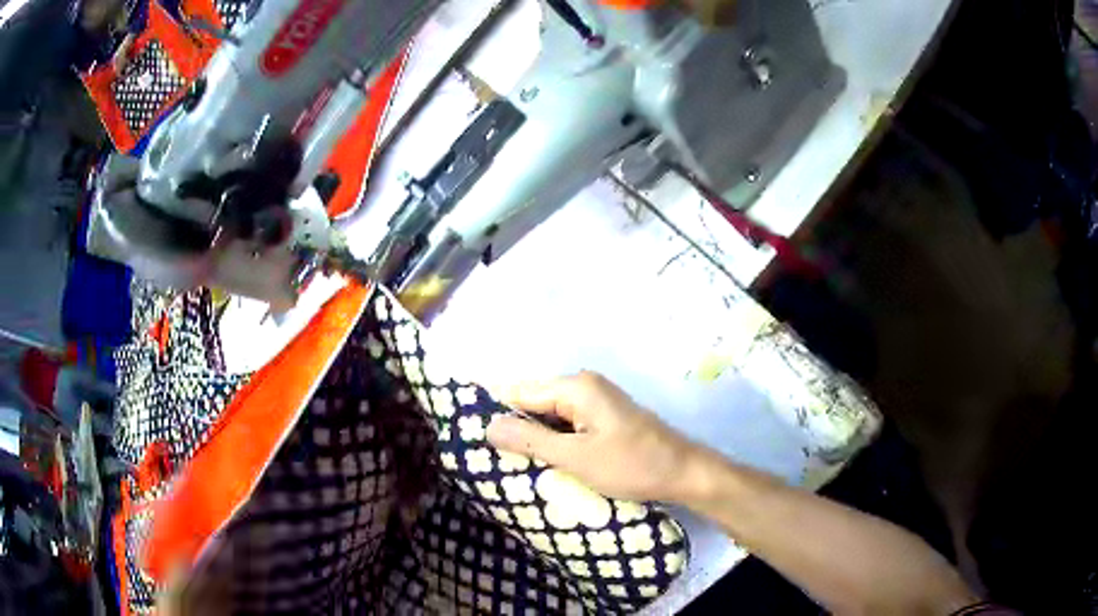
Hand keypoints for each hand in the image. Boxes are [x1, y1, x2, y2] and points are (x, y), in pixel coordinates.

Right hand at [486, 371, 701, 502]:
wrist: (683, 473)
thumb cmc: (631, 465)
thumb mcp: (576, 457)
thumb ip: (531, 441)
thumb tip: (487, 426)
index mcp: (575, 387)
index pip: (519, 393)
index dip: (498, 416)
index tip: (476, 441)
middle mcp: (583, 386)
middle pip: (534, 403)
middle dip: (516, 429)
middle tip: (493, 460)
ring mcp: (595, 401)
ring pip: (550, 416)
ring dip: (535, 439)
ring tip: (513, 465)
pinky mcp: (603, 417)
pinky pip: (567, 424)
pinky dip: (554, 441)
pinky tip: (544, 462)